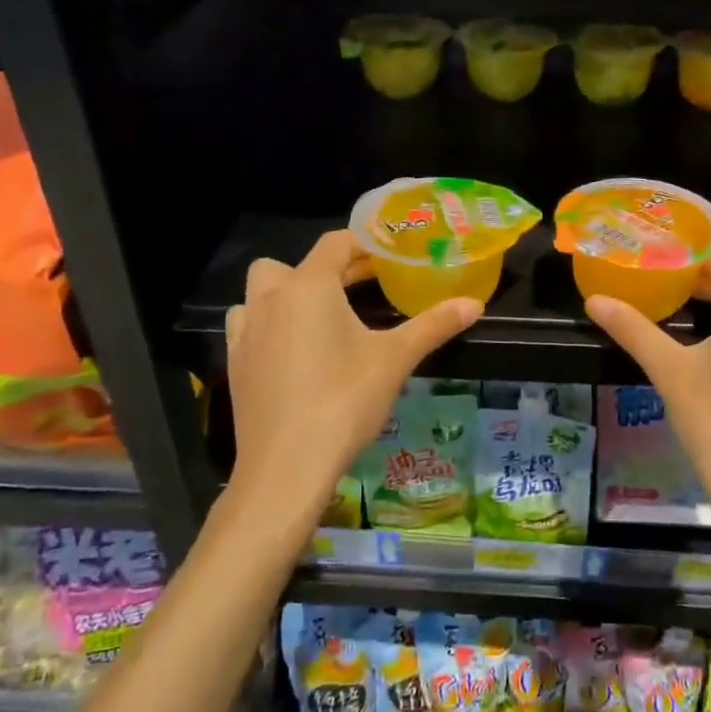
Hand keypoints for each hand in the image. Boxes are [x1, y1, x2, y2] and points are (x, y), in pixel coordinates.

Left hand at [224, 230, 482, 525]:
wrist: (286, 468)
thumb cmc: (344, 402)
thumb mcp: (395, 360)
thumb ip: (434, 325)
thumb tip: (475, 304)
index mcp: (309, 287)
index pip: (334, 244)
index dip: (363, 244)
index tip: (389, 256)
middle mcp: (271, 299)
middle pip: (291, 264)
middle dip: (325, 269)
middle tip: (360, 287)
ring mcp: (246, 332)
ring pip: (261, 293)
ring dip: (288, 294)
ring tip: (322, 317)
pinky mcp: (235, 364)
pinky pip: (249, 326)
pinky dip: (269, 325)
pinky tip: (293, 351)